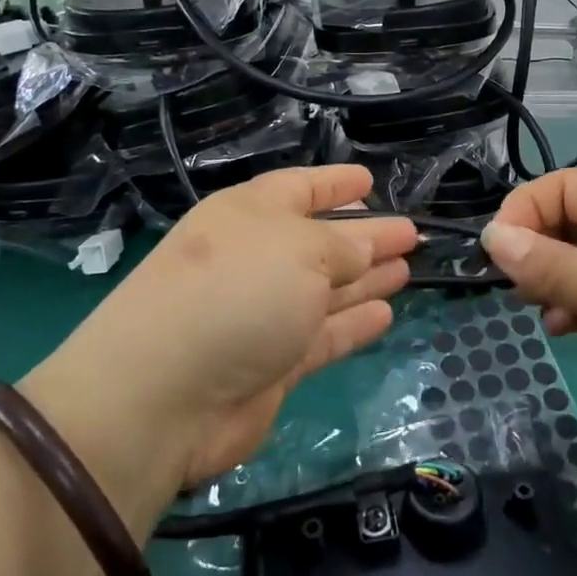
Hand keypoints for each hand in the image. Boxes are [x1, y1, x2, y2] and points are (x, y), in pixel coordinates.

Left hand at [24, 167, 416, 506]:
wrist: (164, 395)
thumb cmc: (236, 293)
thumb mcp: (299, 250)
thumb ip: (343, 246)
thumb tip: (367, 248)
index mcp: (250, 215)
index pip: (300, 188)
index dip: (336, 182)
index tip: (371, 180)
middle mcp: (256, 259)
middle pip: (321, 241)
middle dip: (367, 235)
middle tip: (411, 233)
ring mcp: (263, 314)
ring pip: (327, 289)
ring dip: (367, 278)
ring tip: (408, 268)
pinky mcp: (273, 363)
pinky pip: (324, 335)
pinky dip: (354, 324)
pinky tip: (387, 312)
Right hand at [480, 167, 576, 464]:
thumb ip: (551, 264)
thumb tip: (491, 237)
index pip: (564, 186)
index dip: (524, 212)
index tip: (494, 254)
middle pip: (569, 222)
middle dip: (536, 250)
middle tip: (517, 288)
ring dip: (552, 282)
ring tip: (539, 309)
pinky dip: (573, 309)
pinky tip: (565, 330)